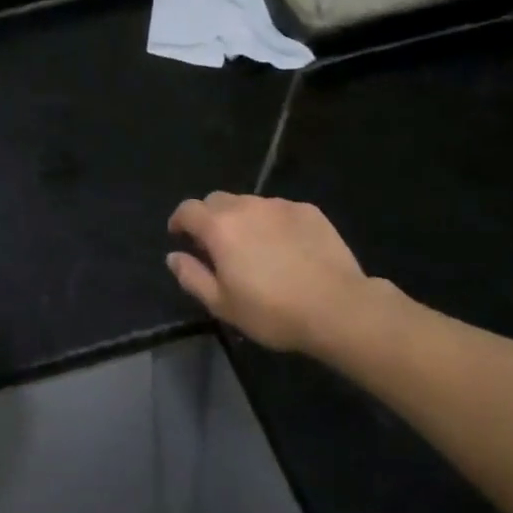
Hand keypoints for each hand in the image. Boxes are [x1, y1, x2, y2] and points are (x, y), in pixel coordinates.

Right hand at [167, 193, 397, 355]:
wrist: (338, 307)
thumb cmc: (273, 311)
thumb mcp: (222, 305)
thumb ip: (192, 277)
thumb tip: (173, 256)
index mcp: (219, 227)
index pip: (188, 209)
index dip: (179, 220)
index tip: (180, 236)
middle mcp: (246, 206)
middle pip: (217, 200)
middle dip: (209, 217)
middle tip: (216, 244)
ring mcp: (279, 205)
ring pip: (249, 203)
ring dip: (242, 219)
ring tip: (254, 246)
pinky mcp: (308, 211)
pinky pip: (279, 210)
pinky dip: (273, 223)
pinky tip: (286, 247)